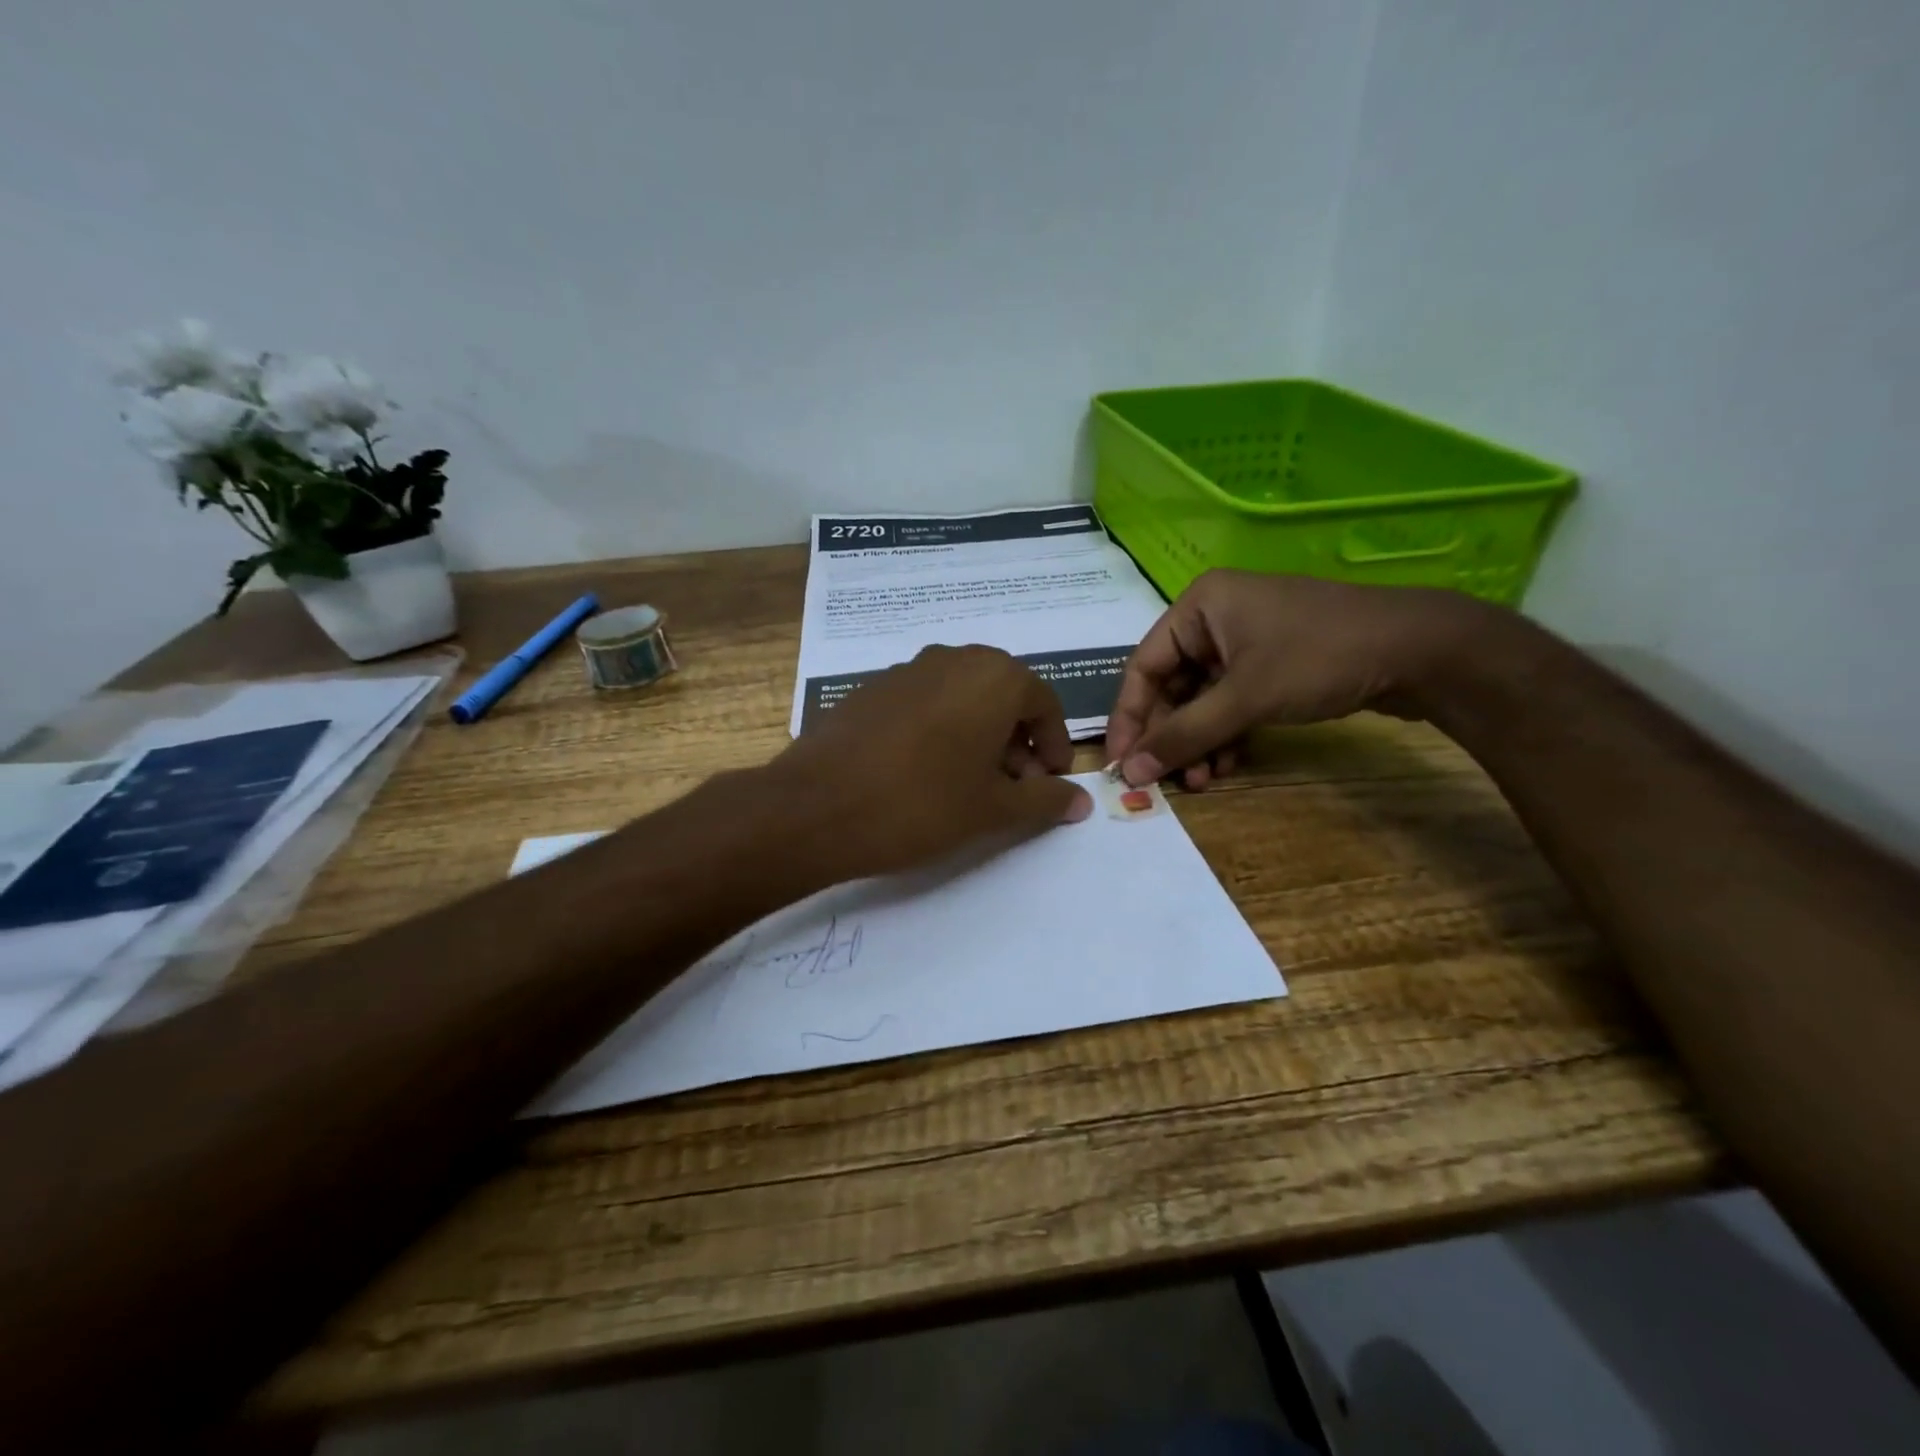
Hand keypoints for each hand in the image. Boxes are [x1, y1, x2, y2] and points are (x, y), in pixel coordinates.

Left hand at [772, 645, 1092, 878]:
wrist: (816, 807)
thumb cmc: (921, 804)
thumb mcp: (994, 809)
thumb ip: (1044, 800)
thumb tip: (1080, 801)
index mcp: (994, 677)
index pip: (1044, 703)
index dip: (1054, 744)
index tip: (1050, 780)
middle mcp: (953, 659)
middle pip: (1003, 695)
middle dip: (1016, 740)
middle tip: (1014, 786)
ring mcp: (906, 670)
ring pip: (962, 697)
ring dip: (979, 734)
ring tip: (971, 783)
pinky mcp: (870, 688)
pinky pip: (924, 703)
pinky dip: (940, 730)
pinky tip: (924, 772)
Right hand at [1106, 570, 1490, 787]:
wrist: (1421, 650)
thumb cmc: (1319, 658)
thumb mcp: (1244, 698)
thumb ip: (1184, 735)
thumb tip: (1131, 773)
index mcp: (1198, 606)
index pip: (1143, 666)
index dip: (1130, 718)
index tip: (1121, 763)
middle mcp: (1215, 618)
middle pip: (1172, 685)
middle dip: (1171, 736)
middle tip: (1166, 780)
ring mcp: (1246, 641)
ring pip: (1202, 699)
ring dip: (1197, 741)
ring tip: (1199, 782)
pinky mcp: (1272, 663)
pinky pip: (1231, 701)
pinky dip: (1225, 733)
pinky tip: (1225, 765)